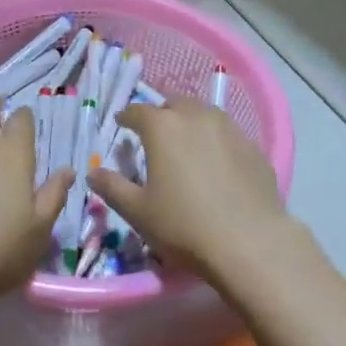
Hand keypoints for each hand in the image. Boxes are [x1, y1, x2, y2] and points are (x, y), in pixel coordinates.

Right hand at [89, 98, 291, 283]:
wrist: (250, 242)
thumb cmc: (184, 225)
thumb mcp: (138, 212)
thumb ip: (112, 188)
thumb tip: (92, 173)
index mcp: (163, 127)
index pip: (138, 111)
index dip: (127, 116)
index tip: (122, 123)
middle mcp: (195, 117)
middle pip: (174, 103)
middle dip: (161, 113)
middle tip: (155, 132)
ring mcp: (228, 128)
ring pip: (204, 113)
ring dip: (190, 121)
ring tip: (186, 141)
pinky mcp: (252, 146)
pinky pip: (227, 133)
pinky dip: (216, 139)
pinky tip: (217, 160)